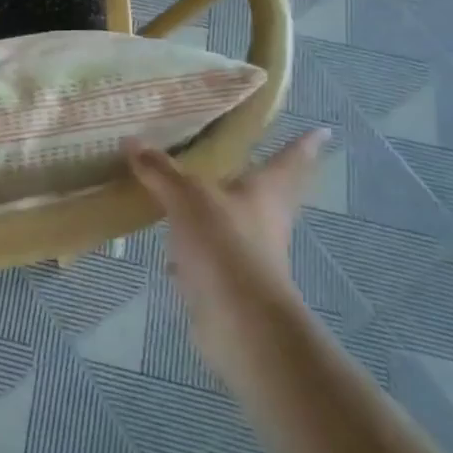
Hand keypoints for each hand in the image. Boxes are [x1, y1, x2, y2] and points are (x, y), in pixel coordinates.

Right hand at [124, 131, 329, 379]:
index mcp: (266, 191)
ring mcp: (248, 253)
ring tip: (189, 191)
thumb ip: (160, 170)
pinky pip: (208, 253)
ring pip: (233, 221)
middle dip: (260, 175)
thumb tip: (132, 140)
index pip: (290, 160)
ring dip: (218, 209)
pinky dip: (191, 247)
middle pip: (268, 191)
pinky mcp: (228, 280)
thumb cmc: (226, 245)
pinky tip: (166, 245)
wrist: (240, 322)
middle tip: (246, 152)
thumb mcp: (187, 198)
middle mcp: (264, 219)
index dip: (304, 144)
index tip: (321, 130)